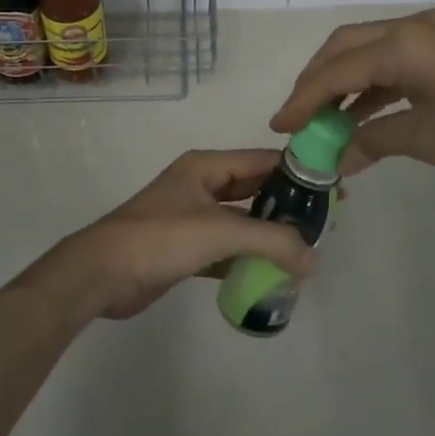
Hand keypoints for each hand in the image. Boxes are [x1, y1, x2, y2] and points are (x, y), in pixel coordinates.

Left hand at [28, 149, 317, 321]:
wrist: (102, 273)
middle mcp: (201, 185)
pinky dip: (246, 258)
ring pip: (241, 220)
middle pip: (254, 188)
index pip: (263, 160)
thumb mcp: (220, 231)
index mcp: (207, 166)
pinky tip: (270, 275)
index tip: (332, 188)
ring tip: (304, 251)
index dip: (298, 172)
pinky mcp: (184, 248)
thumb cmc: (161, 238)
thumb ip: (272, 241)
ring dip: (268, 234)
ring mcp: (191, 217)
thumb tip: (316, 258)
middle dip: (286, 205)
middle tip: (323, 224)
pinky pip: (226, 248)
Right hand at [270, 8, 434, 178]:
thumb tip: (335, 161)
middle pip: (346, 46)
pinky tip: (364, 110)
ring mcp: (434, 30)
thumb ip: (373, 142)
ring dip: (344, 78)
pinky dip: (374, 79)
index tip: (280, 126)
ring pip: (370, 47)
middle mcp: (413, 25)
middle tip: (298, 116)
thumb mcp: (428, 139)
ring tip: (325, 116)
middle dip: (317, 80)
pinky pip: (396, 54)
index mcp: (404, 44)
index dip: (304, 99)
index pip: (337, 70)